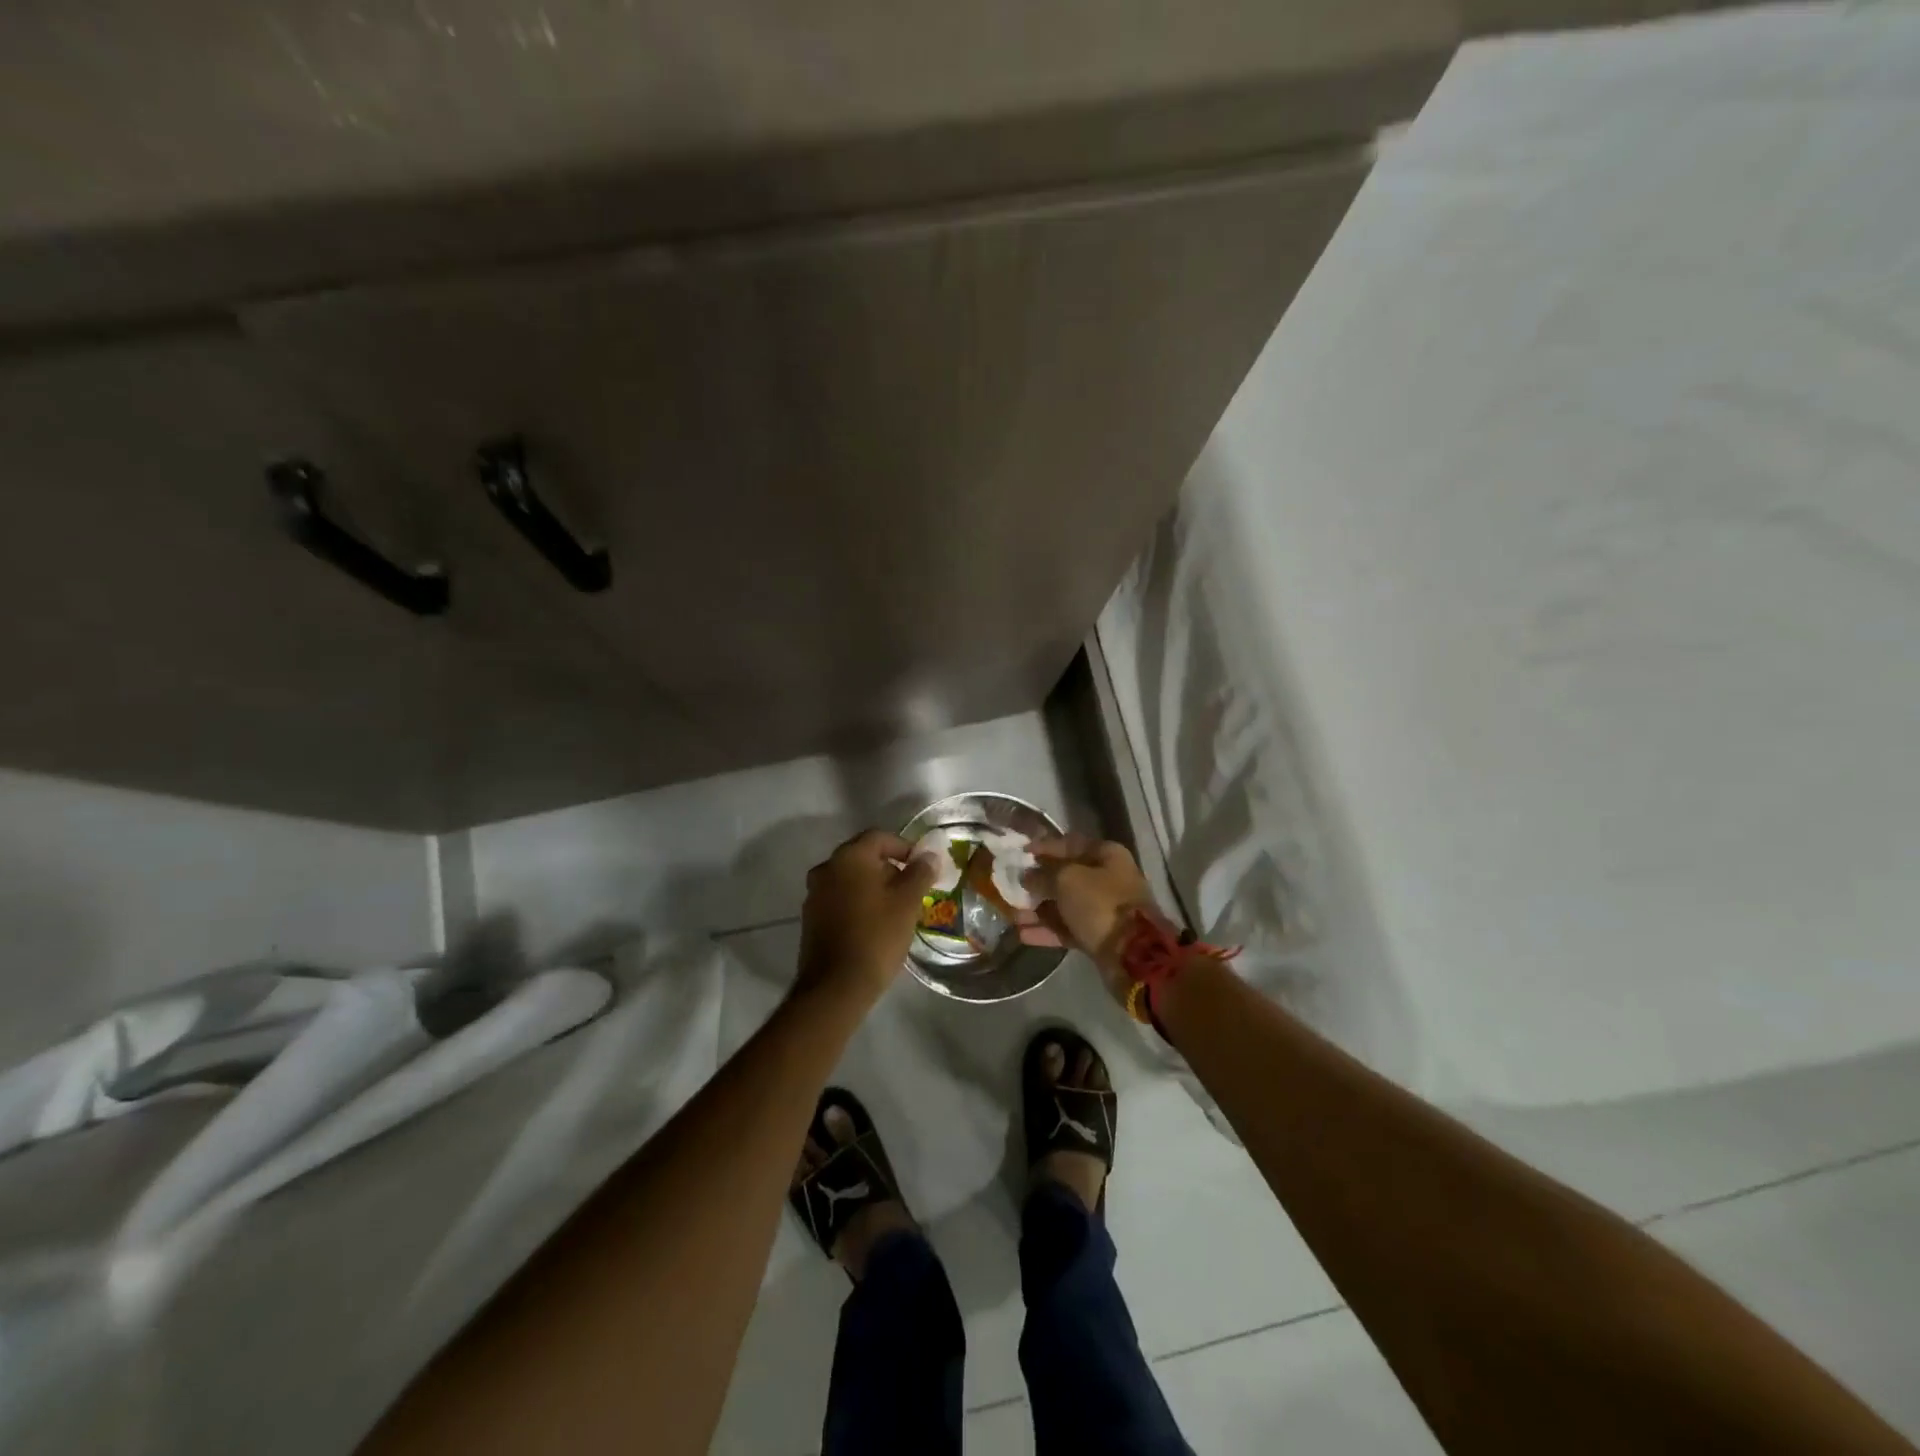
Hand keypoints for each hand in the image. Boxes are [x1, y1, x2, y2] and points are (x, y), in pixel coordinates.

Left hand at [796, 829, 937, 1007]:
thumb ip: (920, 873)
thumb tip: (929, 856)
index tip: (922, 867)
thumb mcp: (908, 902)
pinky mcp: (811, 918)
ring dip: (873, 887)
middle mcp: (826, 868)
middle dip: (889, 868)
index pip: (879, 837)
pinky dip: (857, 903)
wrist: (836, 986)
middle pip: (863, 856)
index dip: (904, 847)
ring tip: (895, 909)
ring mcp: (814, 894)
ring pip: (850, 879)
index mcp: (849, 857)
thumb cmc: (877, 936)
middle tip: (911, 890)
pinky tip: (873, 925)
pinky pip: (839, 899)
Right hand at [1019, 836, 1155, 1001]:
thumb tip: (1028, 876)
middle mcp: (1107, 879)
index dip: (1045, 847)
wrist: (1132, 954)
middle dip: (1039, 881)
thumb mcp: (1067, 879)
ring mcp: (1104, 909)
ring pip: (1065, 904)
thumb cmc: (1100, 903)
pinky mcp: (1099, 935)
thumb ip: (1044, 874)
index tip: (1021, 852)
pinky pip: (1068, 928)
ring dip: (1039, 909)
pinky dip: (1047, 930)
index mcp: (1107, 856)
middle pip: (1067, 876)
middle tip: (1012, 885)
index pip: (1070, 844)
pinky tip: (1022, 934)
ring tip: (1012, 914)